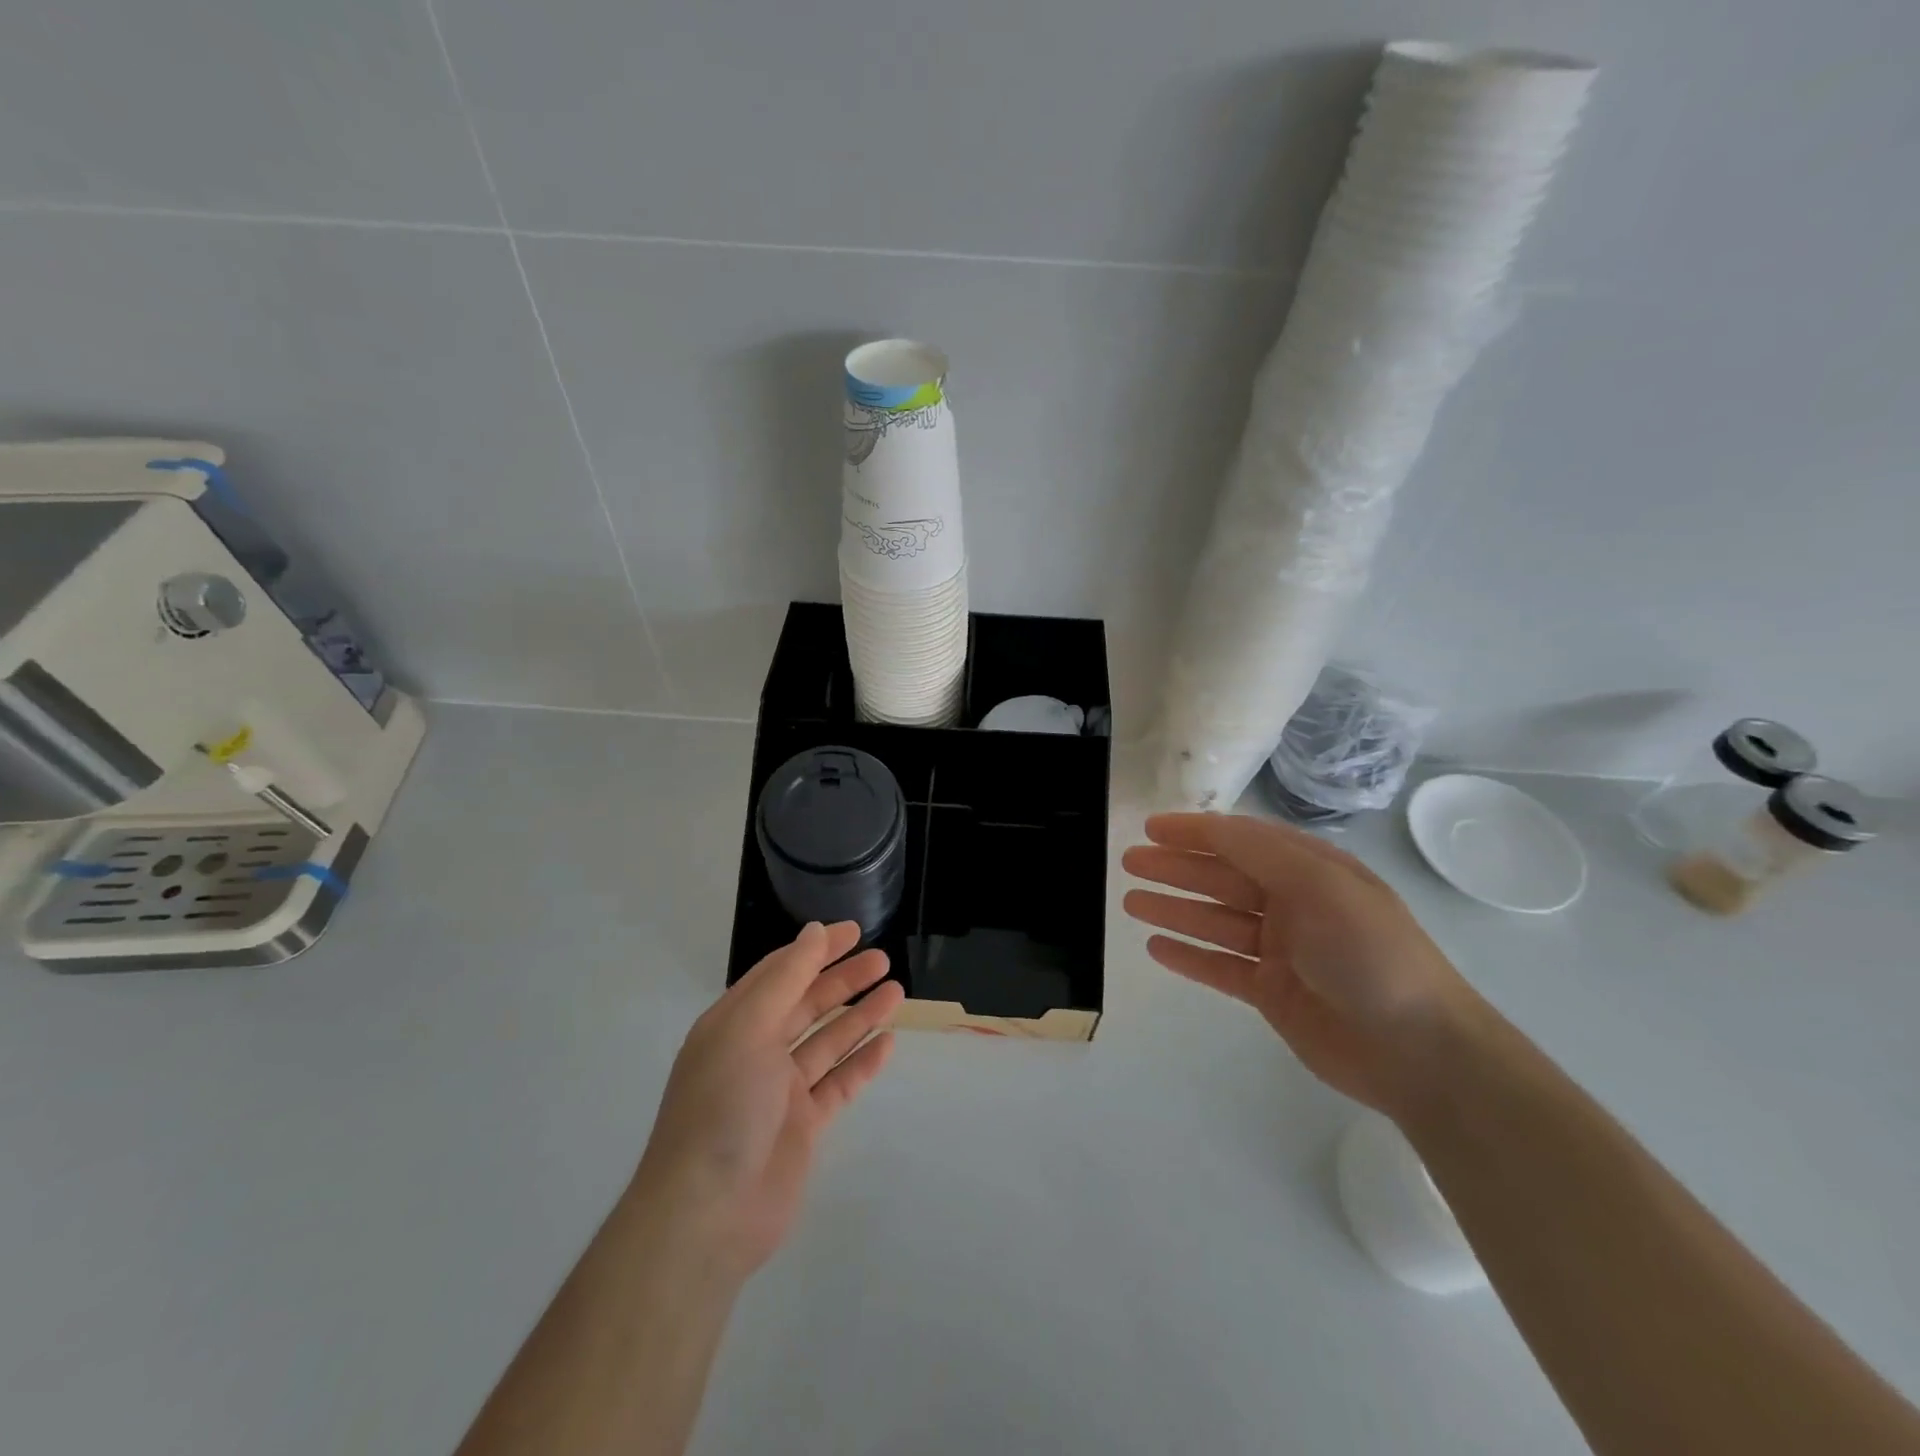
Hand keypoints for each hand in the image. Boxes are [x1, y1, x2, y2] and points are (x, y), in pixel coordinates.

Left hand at [634, 922, 904, 1278]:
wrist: (708, 1215)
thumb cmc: (723, 1106)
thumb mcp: (748, 1028)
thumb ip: (785, 979)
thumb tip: (812, 933)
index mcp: (734, 1024)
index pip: (780, 973)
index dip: (816, 949)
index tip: (854, 931)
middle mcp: (756, 1051)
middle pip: (806, 1004)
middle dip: (843, 980)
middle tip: (883, 960)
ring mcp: (780, 1091)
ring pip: (827, 1042)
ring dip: (859, 1016)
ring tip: (897, 992)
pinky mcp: (802, 1127)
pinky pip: (838, 1084)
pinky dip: (862, 1062)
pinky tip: (888, 1043)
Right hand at [1122, 813, 1480, 1117]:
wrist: (1419, 1051)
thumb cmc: (1371, 954)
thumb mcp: (1321, 885)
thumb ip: (1262, 853)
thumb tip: (1211, 825)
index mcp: (1311, 871)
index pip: (1242, 840)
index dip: (1196, 832)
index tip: (1152, 829)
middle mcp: (1293, 904)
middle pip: (1221, 878)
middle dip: (1175, 868)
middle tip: (1129, 862)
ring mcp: (1282, 951)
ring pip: (1214, 921)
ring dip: (1174, 909)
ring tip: (1130, 901)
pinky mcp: (1272, 992)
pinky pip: (1220, 966)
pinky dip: (1189, 955)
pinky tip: (1156, 947)